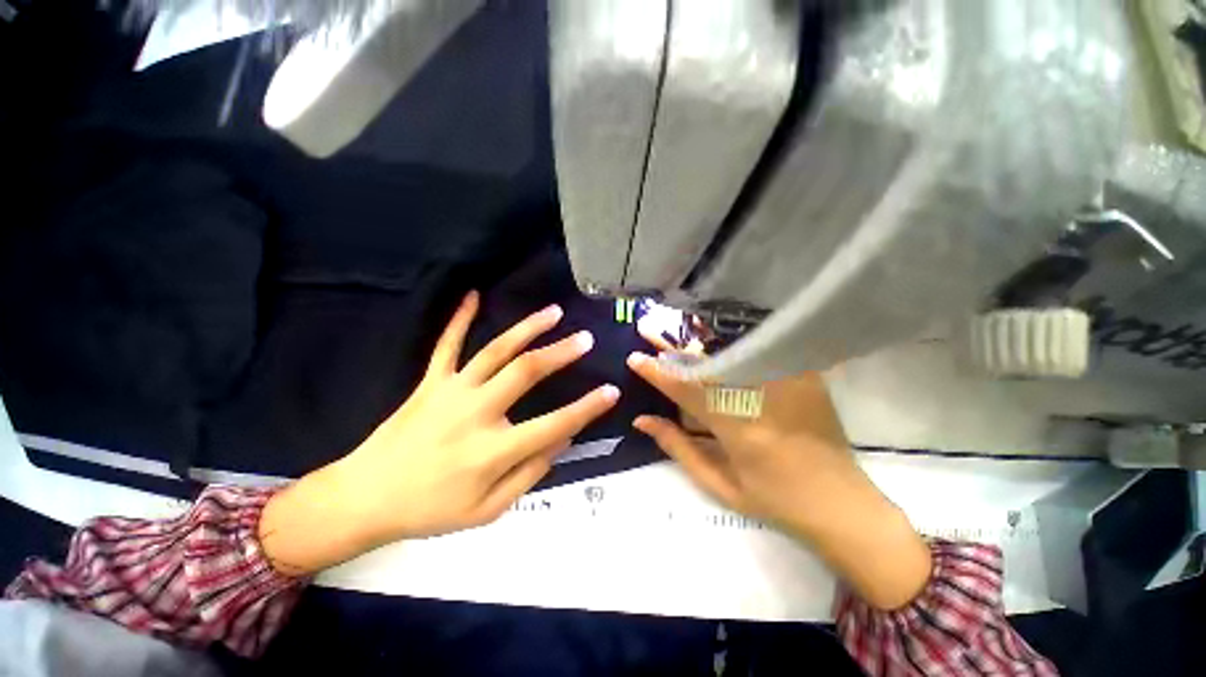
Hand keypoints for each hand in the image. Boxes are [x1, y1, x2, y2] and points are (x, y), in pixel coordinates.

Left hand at [259, 291, 618, 574]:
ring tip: (553, 312)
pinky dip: (460, 318)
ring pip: (496, 351)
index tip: (611, 391)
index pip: (554, 424)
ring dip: (528, 328)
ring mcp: (451, 391)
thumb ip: (530, 474)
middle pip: (526, 372)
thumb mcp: (489, 511)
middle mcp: (477, 413)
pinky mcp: (430, 382)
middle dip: (561, 353)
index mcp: (494, 450)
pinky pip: (447, 344)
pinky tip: (473, 294)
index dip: (587, 408)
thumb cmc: (431, 510)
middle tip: (585, 338)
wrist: (365, 498)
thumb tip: (562, 440)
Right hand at [626, 346, 930, 609]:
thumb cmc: (776, 502)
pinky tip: (713, 343)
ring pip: (731, 352)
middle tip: (649, 331)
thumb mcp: (720, 485)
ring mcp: (787, 382)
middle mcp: (762, 398)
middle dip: (673, 347)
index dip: (658, 373)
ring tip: (673, 337)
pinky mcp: (803, 375)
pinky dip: (731, 346)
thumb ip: (678, 447)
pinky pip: (758, 353)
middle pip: (707, 363)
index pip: (687, 391)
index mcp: (740, 430)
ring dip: (698, 343)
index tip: (634, 358)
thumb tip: (642, 420)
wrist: (843, 504)